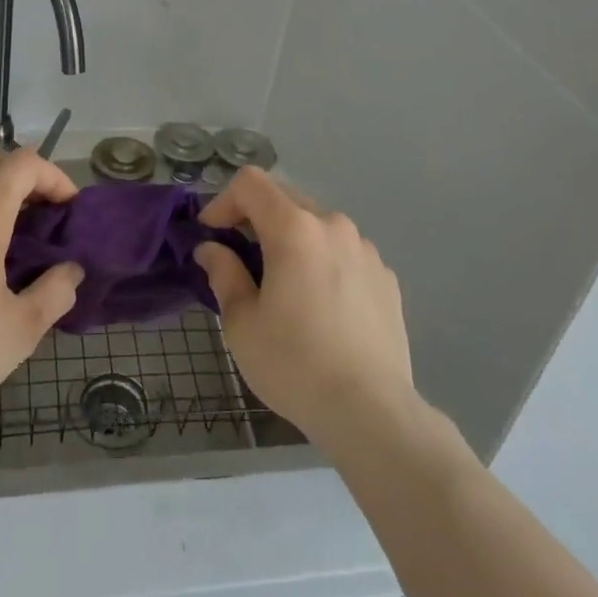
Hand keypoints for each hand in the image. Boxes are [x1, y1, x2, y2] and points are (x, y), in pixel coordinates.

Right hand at [194, 167, 413, 454]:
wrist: (371, 412)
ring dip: (292, 239)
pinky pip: (344, 252)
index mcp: (295, 229)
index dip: (223, 201)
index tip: (211, 236)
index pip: (250, 183)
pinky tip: (321, 305)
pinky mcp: (386, 277)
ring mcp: (366, 250)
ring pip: (317, 225)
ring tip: (283, 284)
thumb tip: (212, 250)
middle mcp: (333, 226)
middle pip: (285, 198)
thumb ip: (224, 274)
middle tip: (239, 258)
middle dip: (255, 219)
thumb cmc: (294, 364)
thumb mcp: (242, 323)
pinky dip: (323, 261)